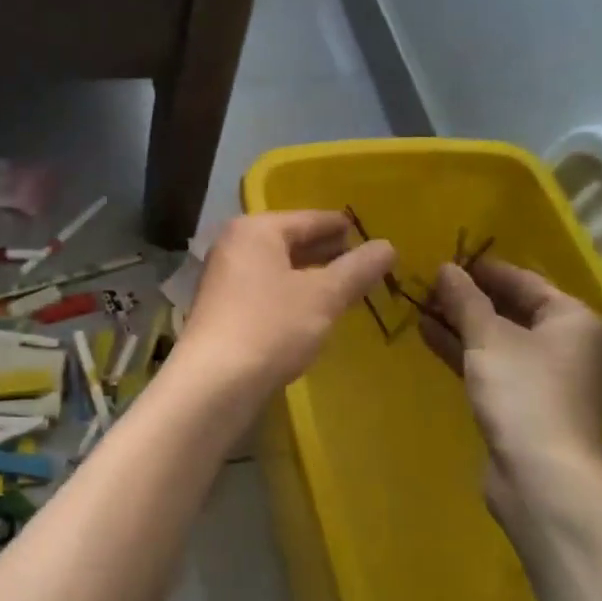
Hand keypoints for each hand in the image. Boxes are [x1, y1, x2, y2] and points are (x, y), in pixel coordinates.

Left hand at [175, 211, 395, 402]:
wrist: (214, 382)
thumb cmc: (271, 327)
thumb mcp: (323, 297)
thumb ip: (357, 269)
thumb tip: (388, 245)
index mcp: (256, 230)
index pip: (309, 218)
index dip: (342, 226)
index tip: (370, 233)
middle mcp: (234, 245)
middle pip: (290, 240)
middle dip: (326, 251)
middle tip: (364, 261)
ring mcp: (224, 277)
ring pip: (277, 266)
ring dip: (310, 275)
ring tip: (345, 285)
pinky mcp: (222, 307)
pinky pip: (265, 288)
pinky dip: (291, 293)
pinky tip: (313, 310)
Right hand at [423, 258, 601, 532]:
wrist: (544, 479)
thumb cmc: (524, 394)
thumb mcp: (488, 338)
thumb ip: (465, 299)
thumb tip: (447, 267)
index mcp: (572, 320)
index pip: (524, 280)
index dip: (483, 268)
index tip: (444, 258)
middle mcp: (567, 345)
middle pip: (512, 309)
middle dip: (468, 297)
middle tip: (426, 283)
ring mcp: (547, 378)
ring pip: (498, 339)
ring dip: (461, 324)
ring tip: (418, 306)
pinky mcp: (526, 405)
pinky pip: (492, 365)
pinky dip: (464, 351)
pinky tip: (428, 336)